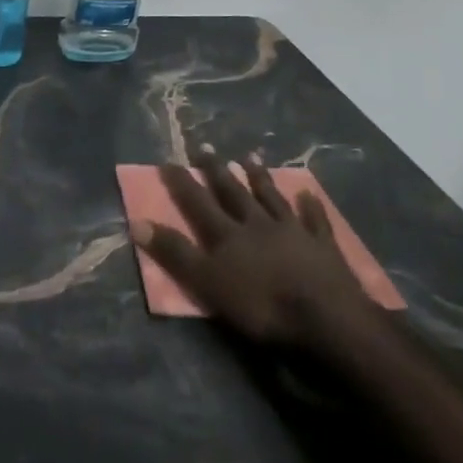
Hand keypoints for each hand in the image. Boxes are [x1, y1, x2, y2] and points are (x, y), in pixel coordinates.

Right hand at [131, 144, 374, 348]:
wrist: (325, 316)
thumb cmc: (262, 307)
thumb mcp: (208, 284)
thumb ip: (176, 254)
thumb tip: (137, 222)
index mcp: (229, 236)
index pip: (199, 203)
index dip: (183, 183)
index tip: (168, 160)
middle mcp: (258, 224)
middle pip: (234, 192)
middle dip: (217, 171)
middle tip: (206, 146)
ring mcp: (292, 230)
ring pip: (271, 197)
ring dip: (259, 177)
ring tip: (249, 155)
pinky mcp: (322, 244)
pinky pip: (314, 219)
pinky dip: (310, 206)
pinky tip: (308, 193)